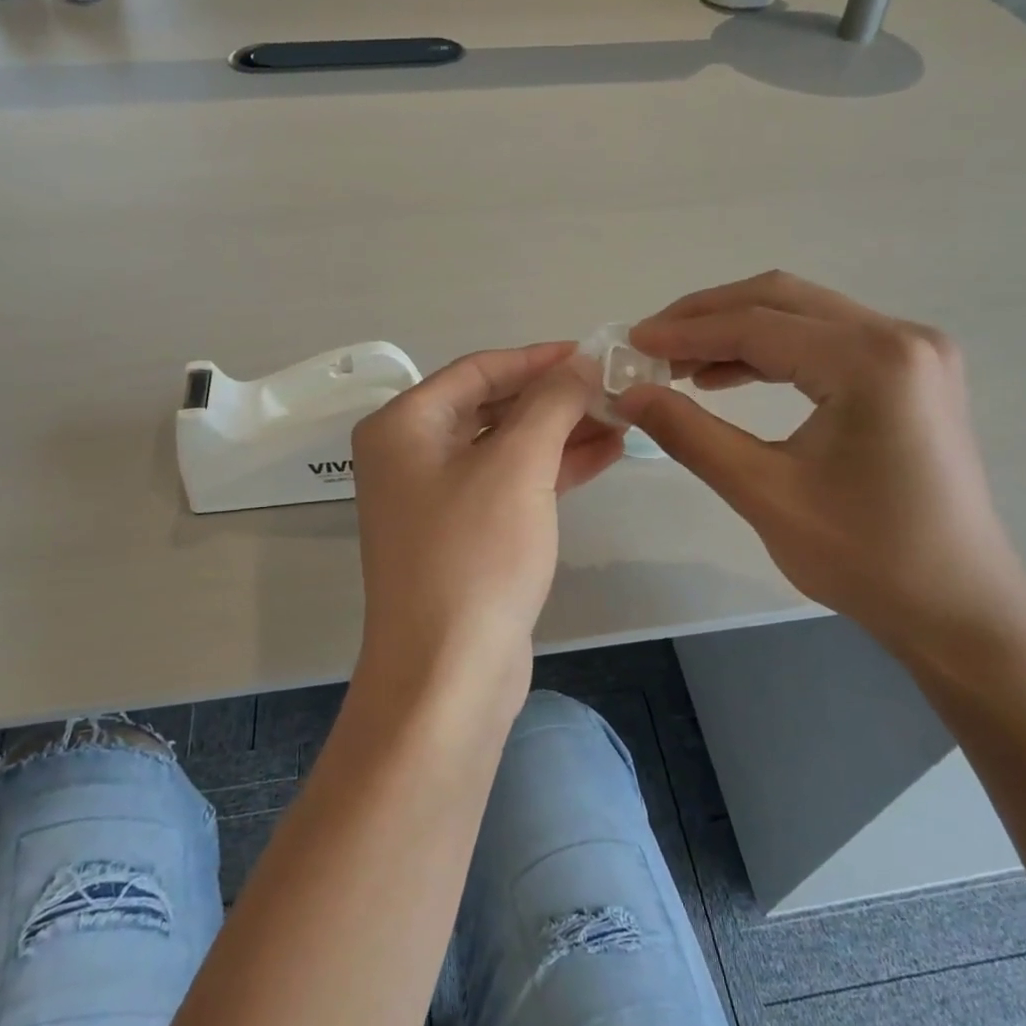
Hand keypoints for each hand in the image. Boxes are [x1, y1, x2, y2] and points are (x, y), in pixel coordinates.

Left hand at [351, 343, 622, 697]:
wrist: (449, 672)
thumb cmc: (475, 554)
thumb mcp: (518, 466)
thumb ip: (551, 403)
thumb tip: (580, 363)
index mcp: (403, 426)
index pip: (477, 371)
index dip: (537, 358)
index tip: (591, 353)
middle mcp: (411, 456)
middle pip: (491, 408)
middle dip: (554, 398)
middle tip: (614, 389)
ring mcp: (435, 499)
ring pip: (506, 448)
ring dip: (561, 433)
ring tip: (622, 419)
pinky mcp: (464, 535)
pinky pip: (510, 485)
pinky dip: (553, 470)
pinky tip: (604, 455)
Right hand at [621, 272, 1025, 654]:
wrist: (956, 606)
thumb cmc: (864, 557)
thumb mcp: (764, 492)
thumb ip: (690, 434)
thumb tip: (629, 396)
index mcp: (872, 361)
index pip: (758, 325)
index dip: (685, 332)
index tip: (631, 343)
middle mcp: (901, 337)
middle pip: (782, 300)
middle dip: (708, 317)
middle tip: (650, 345)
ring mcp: (914, 352)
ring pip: (804, 316)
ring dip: (737, 332)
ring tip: (678, 364)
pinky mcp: (912, 374)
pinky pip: (828, 342)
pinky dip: (773, 353)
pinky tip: (727, 377)